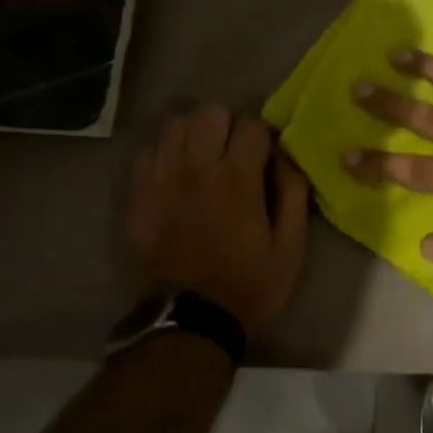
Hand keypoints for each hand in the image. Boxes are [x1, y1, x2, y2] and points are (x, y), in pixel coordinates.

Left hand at [126, 104, 309, 332]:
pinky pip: (149, 151)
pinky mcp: (138, 195)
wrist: (190, 320)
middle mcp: (196, 168)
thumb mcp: (291, 245)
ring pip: (175, 123)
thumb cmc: (250, 283)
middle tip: (234, 151)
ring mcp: (161, 179)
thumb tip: (286, 154)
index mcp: (238, 179)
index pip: (252, 123)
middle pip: (209, 111)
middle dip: (228, 124)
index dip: (263, 136)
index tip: (265, 156)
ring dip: (195, 133)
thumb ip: (294, 191)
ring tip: (204, 157)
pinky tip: (178, 175)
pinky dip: (167, 153)